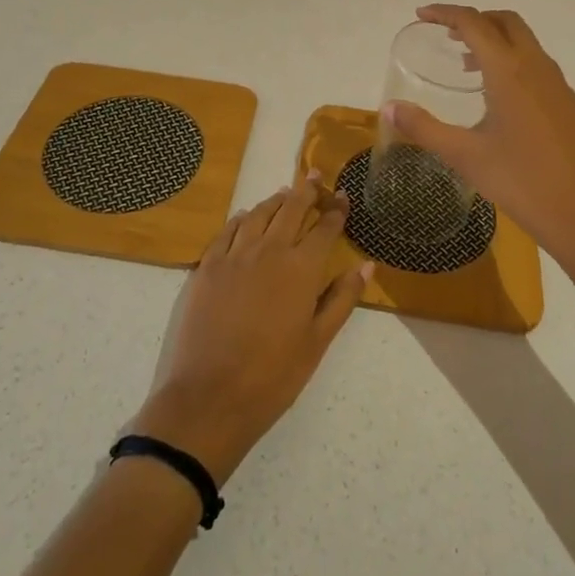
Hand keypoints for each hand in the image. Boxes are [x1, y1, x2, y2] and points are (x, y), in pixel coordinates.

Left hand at [131, 174, 370, 485]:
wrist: (209, 397)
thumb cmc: (273, 376)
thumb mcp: (317, 342)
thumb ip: (342, 298)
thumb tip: (367, 265)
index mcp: (301, 269)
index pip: (325, 228)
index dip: (336, 210)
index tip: (342, 196)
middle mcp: (269, 250)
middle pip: (291, 209)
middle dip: (306, 191)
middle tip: (314, 178)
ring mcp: (234, 255)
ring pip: (258, 214)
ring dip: (275, 201)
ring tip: (285, 194)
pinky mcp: (207, 266)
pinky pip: (227, 230)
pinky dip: (241, 218)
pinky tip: (245, 217)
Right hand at [385, 4, 574, 274]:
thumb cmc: (520, 181)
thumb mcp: (464, 155)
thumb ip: (424, 128)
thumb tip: (389, 107)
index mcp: (509, 71)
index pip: (474, 23)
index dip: (445, 13)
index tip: (421, 15)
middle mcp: (536, 66)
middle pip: (505, 22)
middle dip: (474, 19)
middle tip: (445, 35)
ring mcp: (557, 83)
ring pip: (524, 41)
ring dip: (494, 40)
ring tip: (466, 65)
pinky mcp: (568, 102)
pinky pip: (536, 63)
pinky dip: (512, 60)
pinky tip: (498, 96)